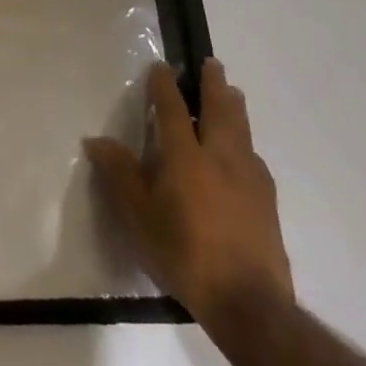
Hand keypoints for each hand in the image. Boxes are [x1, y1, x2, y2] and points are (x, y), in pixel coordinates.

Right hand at [85, 58, 292, 332]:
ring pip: (242, 130)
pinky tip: (245, 151)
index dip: (164, 86)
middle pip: (219, 110)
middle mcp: (220, 158)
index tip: (161, 66)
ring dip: (234, 107)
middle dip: (213, 84)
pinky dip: (245, 141)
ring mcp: (250, 179)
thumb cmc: (183, 253)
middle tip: (212, 63)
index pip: (171, 110)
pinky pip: (254, 157)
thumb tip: (97, 141)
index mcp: (185, 157)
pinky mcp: (268, 201)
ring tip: (233, 93)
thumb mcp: (138, 216)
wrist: (249, 302)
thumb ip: (119, 175)